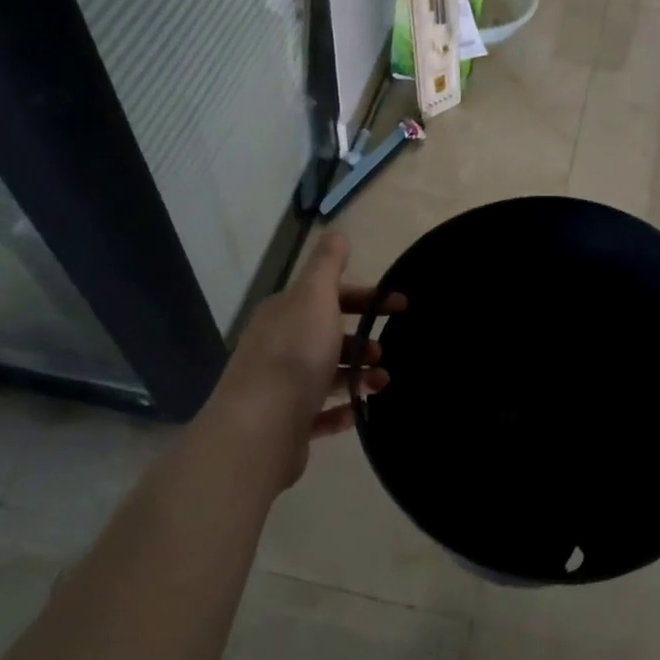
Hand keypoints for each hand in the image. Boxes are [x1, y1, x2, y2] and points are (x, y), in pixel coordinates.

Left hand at [215, 233, 399, 483]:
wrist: (260, 426)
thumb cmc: (296, 354)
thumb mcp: (315, 296)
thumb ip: (327, 265)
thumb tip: (337, 234)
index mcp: (285, 313)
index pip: (328, 295)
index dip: (365, 297)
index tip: (400, 306)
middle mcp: (278, 345)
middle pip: (327, 335)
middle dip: (361, 339)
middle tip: (385, 350)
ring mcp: (280, 386)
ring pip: (326, 373)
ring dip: (357, 374)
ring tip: (381, 383)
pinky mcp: (286, 422)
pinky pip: (319, 412)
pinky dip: (341, 409)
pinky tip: (358, 411)